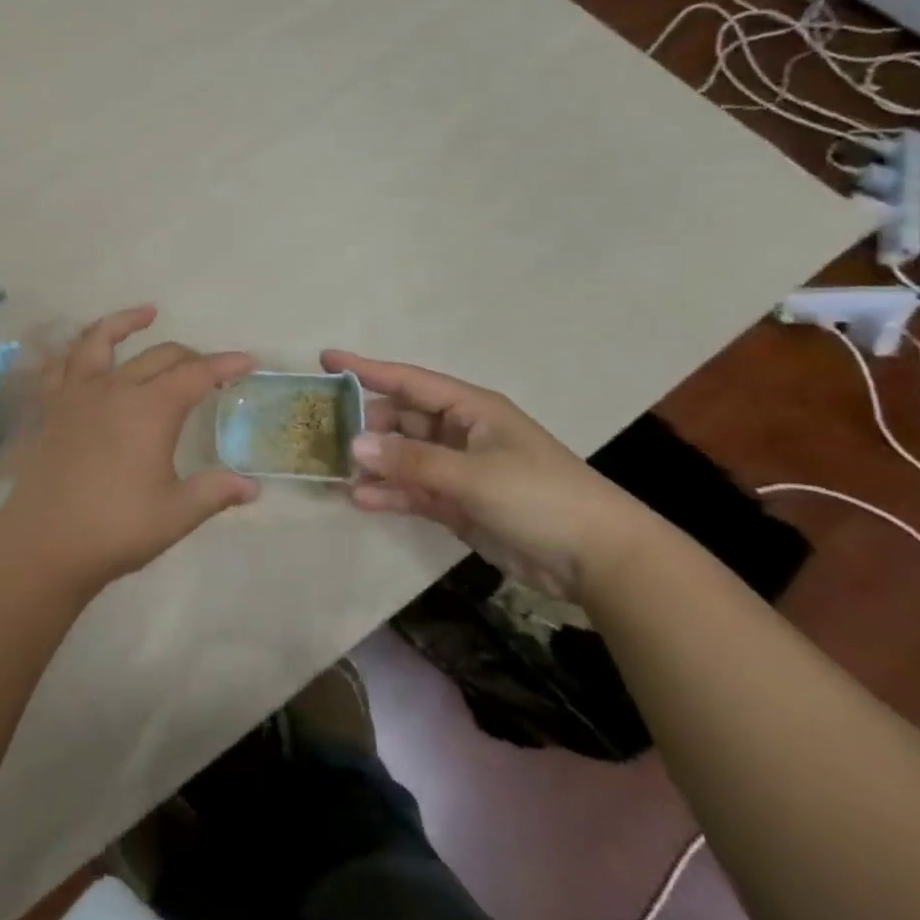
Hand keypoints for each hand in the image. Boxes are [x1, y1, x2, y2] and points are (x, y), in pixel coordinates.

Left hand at [0, 307, 258, 595]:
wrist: (44, 543)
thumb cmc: (116, 528)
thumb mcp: (176, 514)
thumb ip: (215, 492)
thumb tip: (252, 488)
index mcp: (151, 409)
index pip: (197, 375)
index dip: (225, 366)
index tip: (248, 362)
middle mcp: (116, 389)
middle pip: (160, 356)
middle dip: (191, 356)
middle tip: (210, 369)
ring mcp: (78, 394)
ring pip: (102, 340)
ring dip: (126, 322)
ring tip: (147, 313)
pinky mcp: (52, 407)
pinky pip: (62, 365)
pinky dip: (76, 349)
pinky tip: (83, 350)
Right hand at [320, 350, 659, 600]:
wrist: (597, 559)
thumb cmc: (539, 497)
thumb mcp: (474, 475)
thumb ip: (411, 461)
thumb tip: (353, 446)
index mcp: (470, 409)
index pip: (409, 381)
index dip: (367, 369)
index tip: (326, 359)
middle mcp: (460, 433)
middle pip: (400, 418)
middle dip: (364, 424)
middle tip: (322, 431)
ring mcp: (458, 469)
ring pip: (403, 457)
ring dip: (373, 463)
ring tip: (333, 470)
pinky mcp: (458, 504)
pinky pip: (413, 491)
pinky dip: (389, 494)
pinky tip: (361, 500)